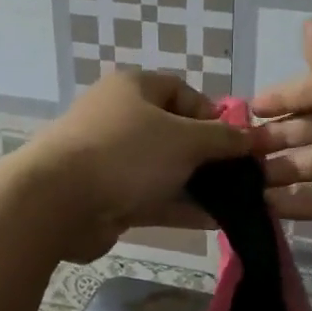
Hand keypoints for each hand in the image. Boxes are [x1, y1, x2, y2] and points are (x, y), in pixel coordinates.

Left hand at [22, 69, 248, 260]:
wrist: (57, 202)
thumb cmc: (126, 153)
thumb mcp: (185, 140)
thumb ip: (223, 139)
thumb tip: (253, 136)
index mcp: (134, 88)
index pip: (183, 92)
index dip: (214, 114)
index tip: (238, 141)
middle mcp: (122, 119)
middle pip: (176, 133)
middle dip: (210, 155)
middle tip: (243, 177)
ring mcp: (114, 159)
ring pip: (166, 169)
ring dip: (199, 185)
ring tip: (238, 203)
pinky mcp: (110, 196)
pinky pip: (153, 197)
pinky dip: (181, 207)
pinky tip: (215, 221)